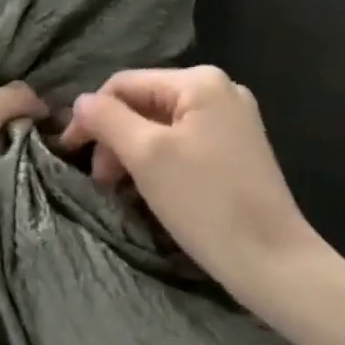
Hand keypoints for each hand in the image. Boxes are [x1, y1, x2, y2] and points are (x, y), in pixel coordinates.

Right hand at [60, 66, 324, 298]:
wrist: (274, 263)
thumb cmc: (205, 202)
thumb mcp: (146, 155)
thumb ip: (107, 119)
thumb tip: (80, 102)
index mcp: (200, 81)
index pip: (124, 84)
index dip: (92, 115)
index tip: (70, 152)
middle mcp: (220, 89)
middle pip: (144, 103)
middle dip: (115, 137)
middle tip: (102, 181)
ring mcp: (234, 120)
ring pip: (162, 124)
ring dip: (134, 152)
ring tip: (121, 188)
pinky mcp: (239, 149)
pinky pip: (184, 142)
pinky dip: (160, 161)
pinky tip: (151, 188)